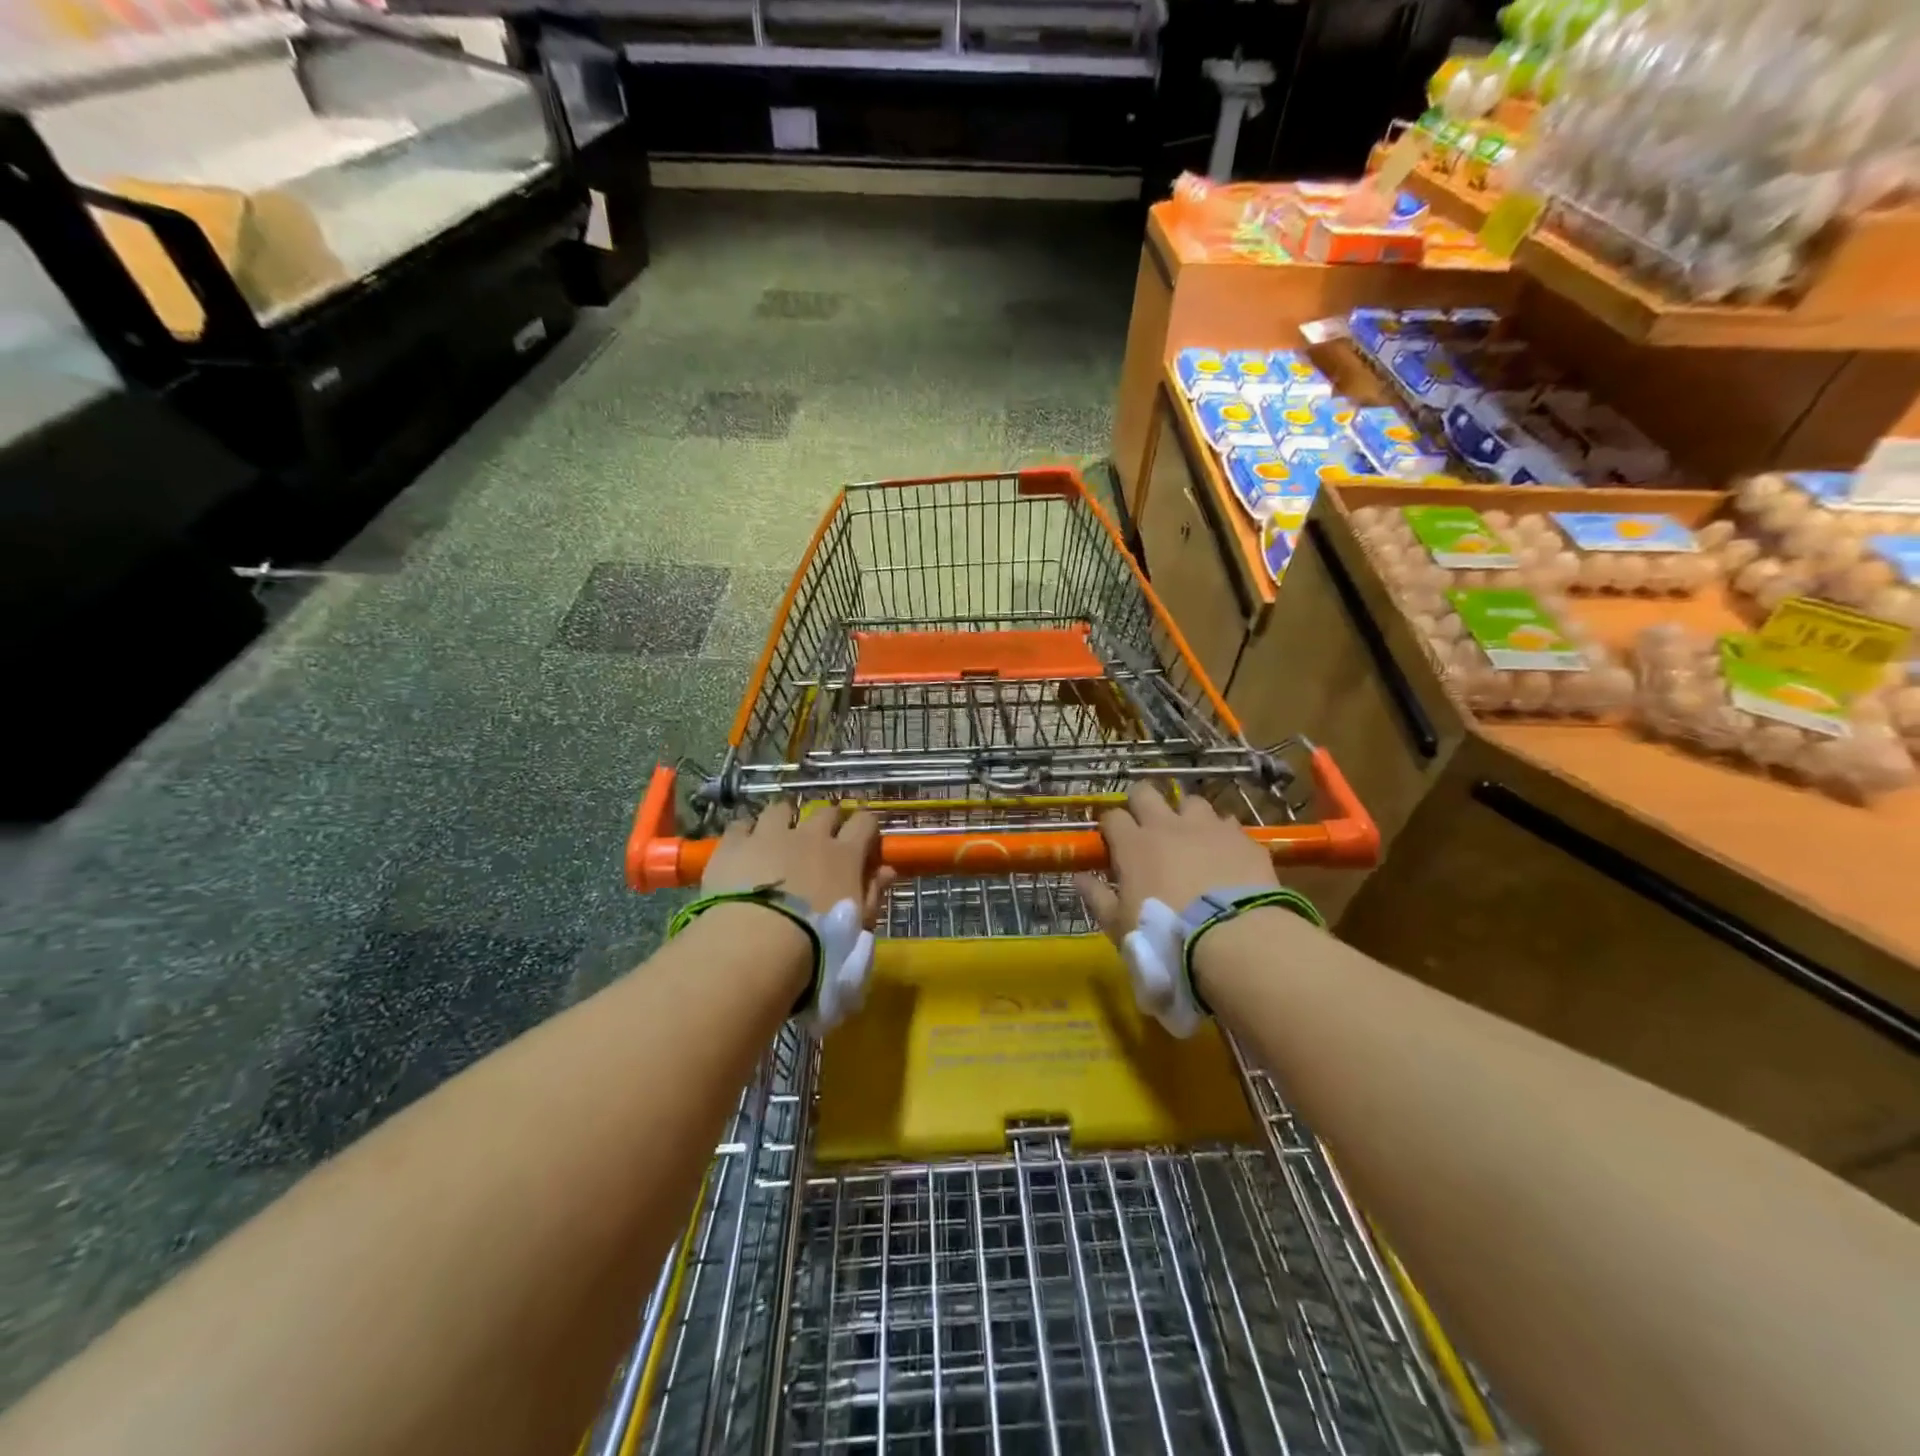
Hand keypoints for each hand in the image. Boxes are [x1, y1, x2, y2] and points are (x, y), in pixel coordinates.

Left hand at [702, 802, 895, 924]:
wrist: (756, 943)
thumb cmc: (818, 942)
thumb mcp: (857, 926)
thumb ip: (873, 894)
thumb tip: (887, 871)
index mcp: (845, 855)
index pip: (865, 823)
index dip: (866, 828)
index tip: (865, 842)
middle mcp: (810, 835)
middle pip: (826, 812)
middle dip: (828, 821)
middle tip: (824, 840)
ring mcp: (770, 835)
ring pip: (781, 809)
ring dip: (785, 818)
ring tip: (780, 834)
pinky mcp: (734, 844)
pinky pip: (742, 824)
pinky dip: (747, 831)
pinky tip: (745, 845)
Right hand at [1075, 784, 1277, 944]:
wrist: (1233, 937)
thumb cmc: (1165, 935)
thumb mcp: (1119, 925)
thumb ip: (1097, 897)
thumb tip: (1079, 877)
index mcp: (1133, 844)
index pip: (1112, 816)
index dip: (1110, 826)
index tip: (1112, 842)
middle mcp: (1167, 825)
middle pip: (1146, 793)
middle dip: (1142, 804)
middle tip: (1146, 827)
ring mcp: (1207, 827)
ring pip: (1191, 801)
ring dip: (1186, 815)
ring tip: (1190, 837)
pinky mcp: (1241, 838)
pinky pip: (1227, 823)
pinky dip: (1221, 834)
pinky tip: (1224, 854)